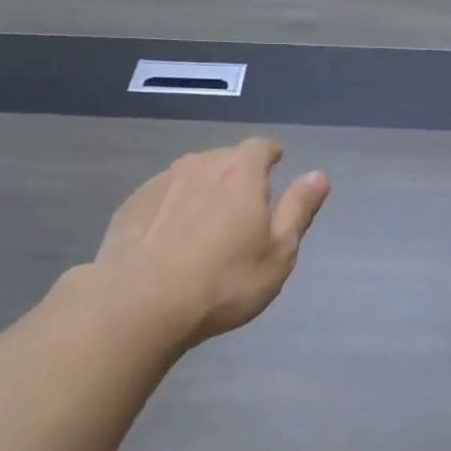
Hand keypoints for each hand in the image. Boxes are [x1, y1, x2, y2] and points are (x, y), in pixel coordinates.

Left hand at [92, 138, 329, 346]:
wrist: (142, 302)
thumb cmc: (225, 280)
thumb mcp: (278, 252)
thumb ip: (298, 209)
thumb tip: (319, 175)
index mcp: (240, 172)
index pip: (260, 147)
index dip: (270, 155)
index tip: (275, 165)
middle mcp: (198, 165)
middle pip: (224, 160)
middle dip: (237, 177)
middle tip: (243, 208)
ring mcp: (159, 183)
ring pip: (190, 178)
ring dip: (202, 194)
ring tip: (205, 227)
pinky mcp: (130, 205)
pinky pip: (162, 199)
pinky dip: (172, 211)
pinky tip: (171, 242)